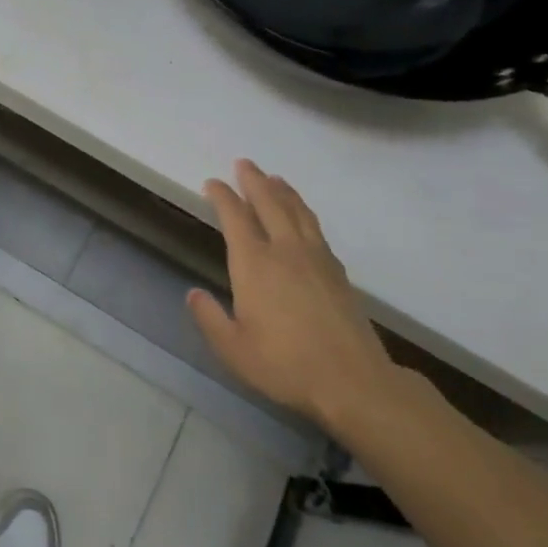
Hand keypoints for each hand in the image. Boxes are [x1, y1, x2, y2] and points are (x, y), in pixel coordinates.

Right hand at [187, 160, 396, 433]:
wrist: (354, 382)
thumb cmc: (285, 365)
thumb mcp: (233, 348)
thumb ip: (209, 318)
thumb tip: (193, 294)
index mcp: (254, 264)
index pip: (235, 218)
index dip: (223, 197)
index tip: (212, 183)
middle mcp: (285, 251)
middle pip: (269, 204)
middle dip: (254, 181)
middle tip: (244, 164)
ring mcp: (316, 260)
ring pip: (298, 212)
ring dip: (283, 192)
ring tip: (274, 178)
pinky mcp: (338, 273)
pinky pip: (316, 229)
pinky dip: (305, 213)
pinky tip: (303, 217)